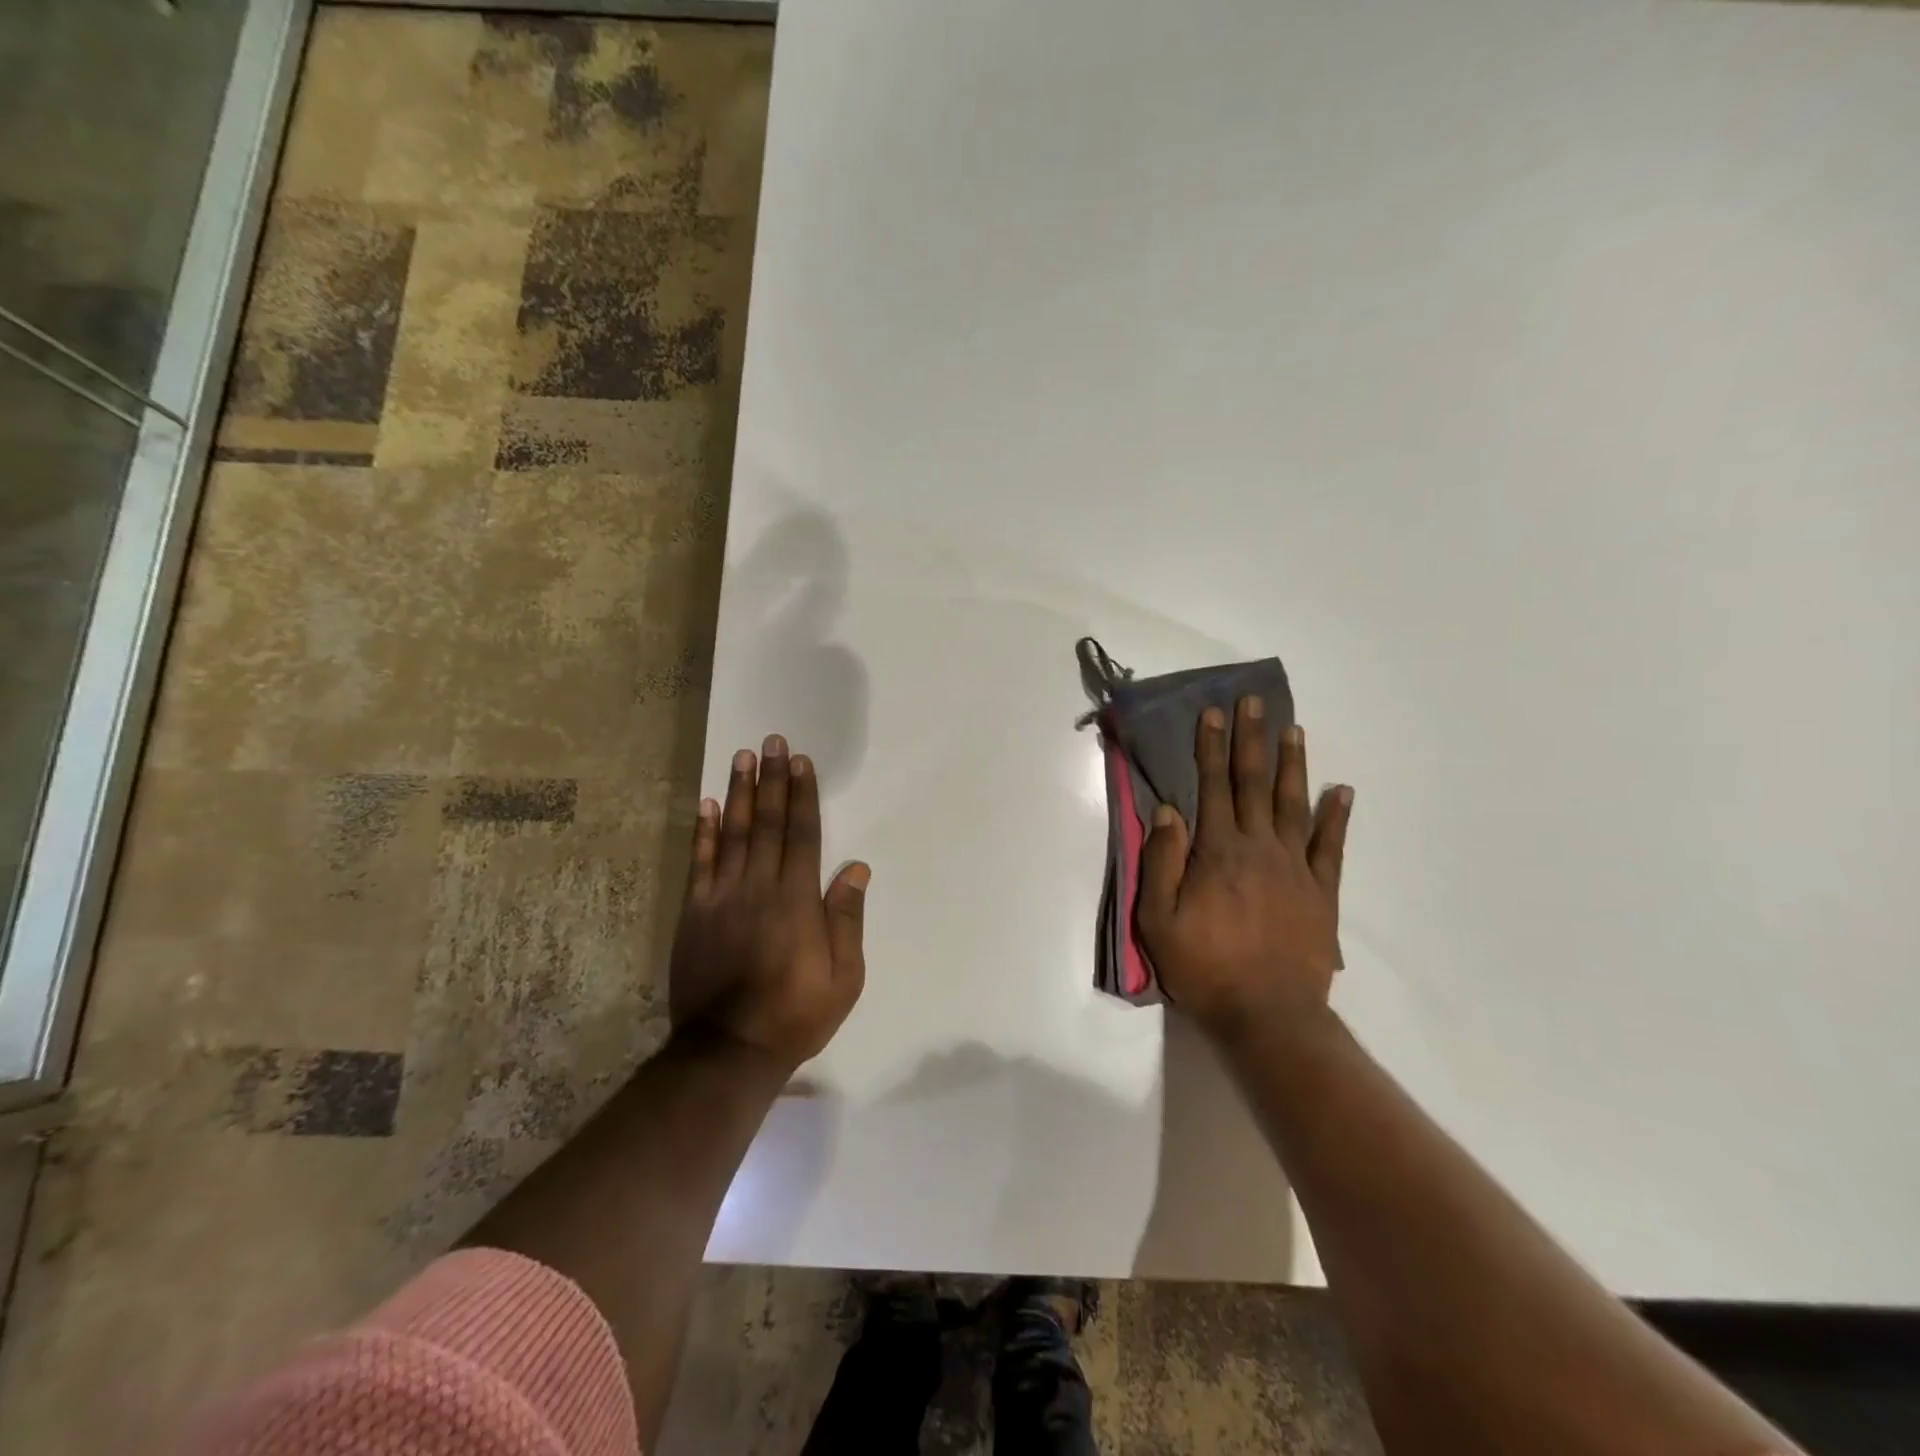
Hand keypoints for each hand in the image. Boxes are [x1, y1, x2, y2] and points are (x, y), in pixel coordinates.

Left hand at [669, 734, 869, 1070]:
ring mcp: (721, 898)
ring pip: (731, 834)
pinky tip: (705, 805)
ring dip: (737, 793)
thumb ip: (847, 918)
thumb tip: (855, 867)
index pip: (801, 834)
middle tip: (771, 742)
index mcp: (797, 900)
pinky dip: (702, 832)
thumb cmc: (796, 1014)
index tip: (800, 762)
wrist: (728, 1050)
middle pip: (765, 823)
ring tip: (742, 758)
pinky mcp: (695, 914)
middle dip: (771, 779)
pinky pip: (699, 863)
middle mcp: (758, 887)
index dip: (802, 795)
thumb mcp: (844, 976)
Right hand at [1135, 698, 1352, 1036]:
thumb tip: (1168, 810)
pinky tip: (1343, 791)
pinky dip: (1337, 817)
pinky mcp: (1322, 892)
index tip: (1214, 713)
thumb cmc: (1204, 966)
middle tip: (1255, 702)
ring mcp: (1296, 867)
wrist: (1268, 1015)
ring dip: (1292, 765)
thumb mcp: (1159, 919)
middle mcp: (1259, 847)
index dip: (1211, 747)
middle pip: (1254, 783)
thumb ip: (1162, 861)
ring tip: (1293, 729)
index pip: (1212, 786)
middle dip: (1251, 740)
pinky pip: (1331, 846)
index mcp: (1218, 851)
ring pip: (1293, 804)